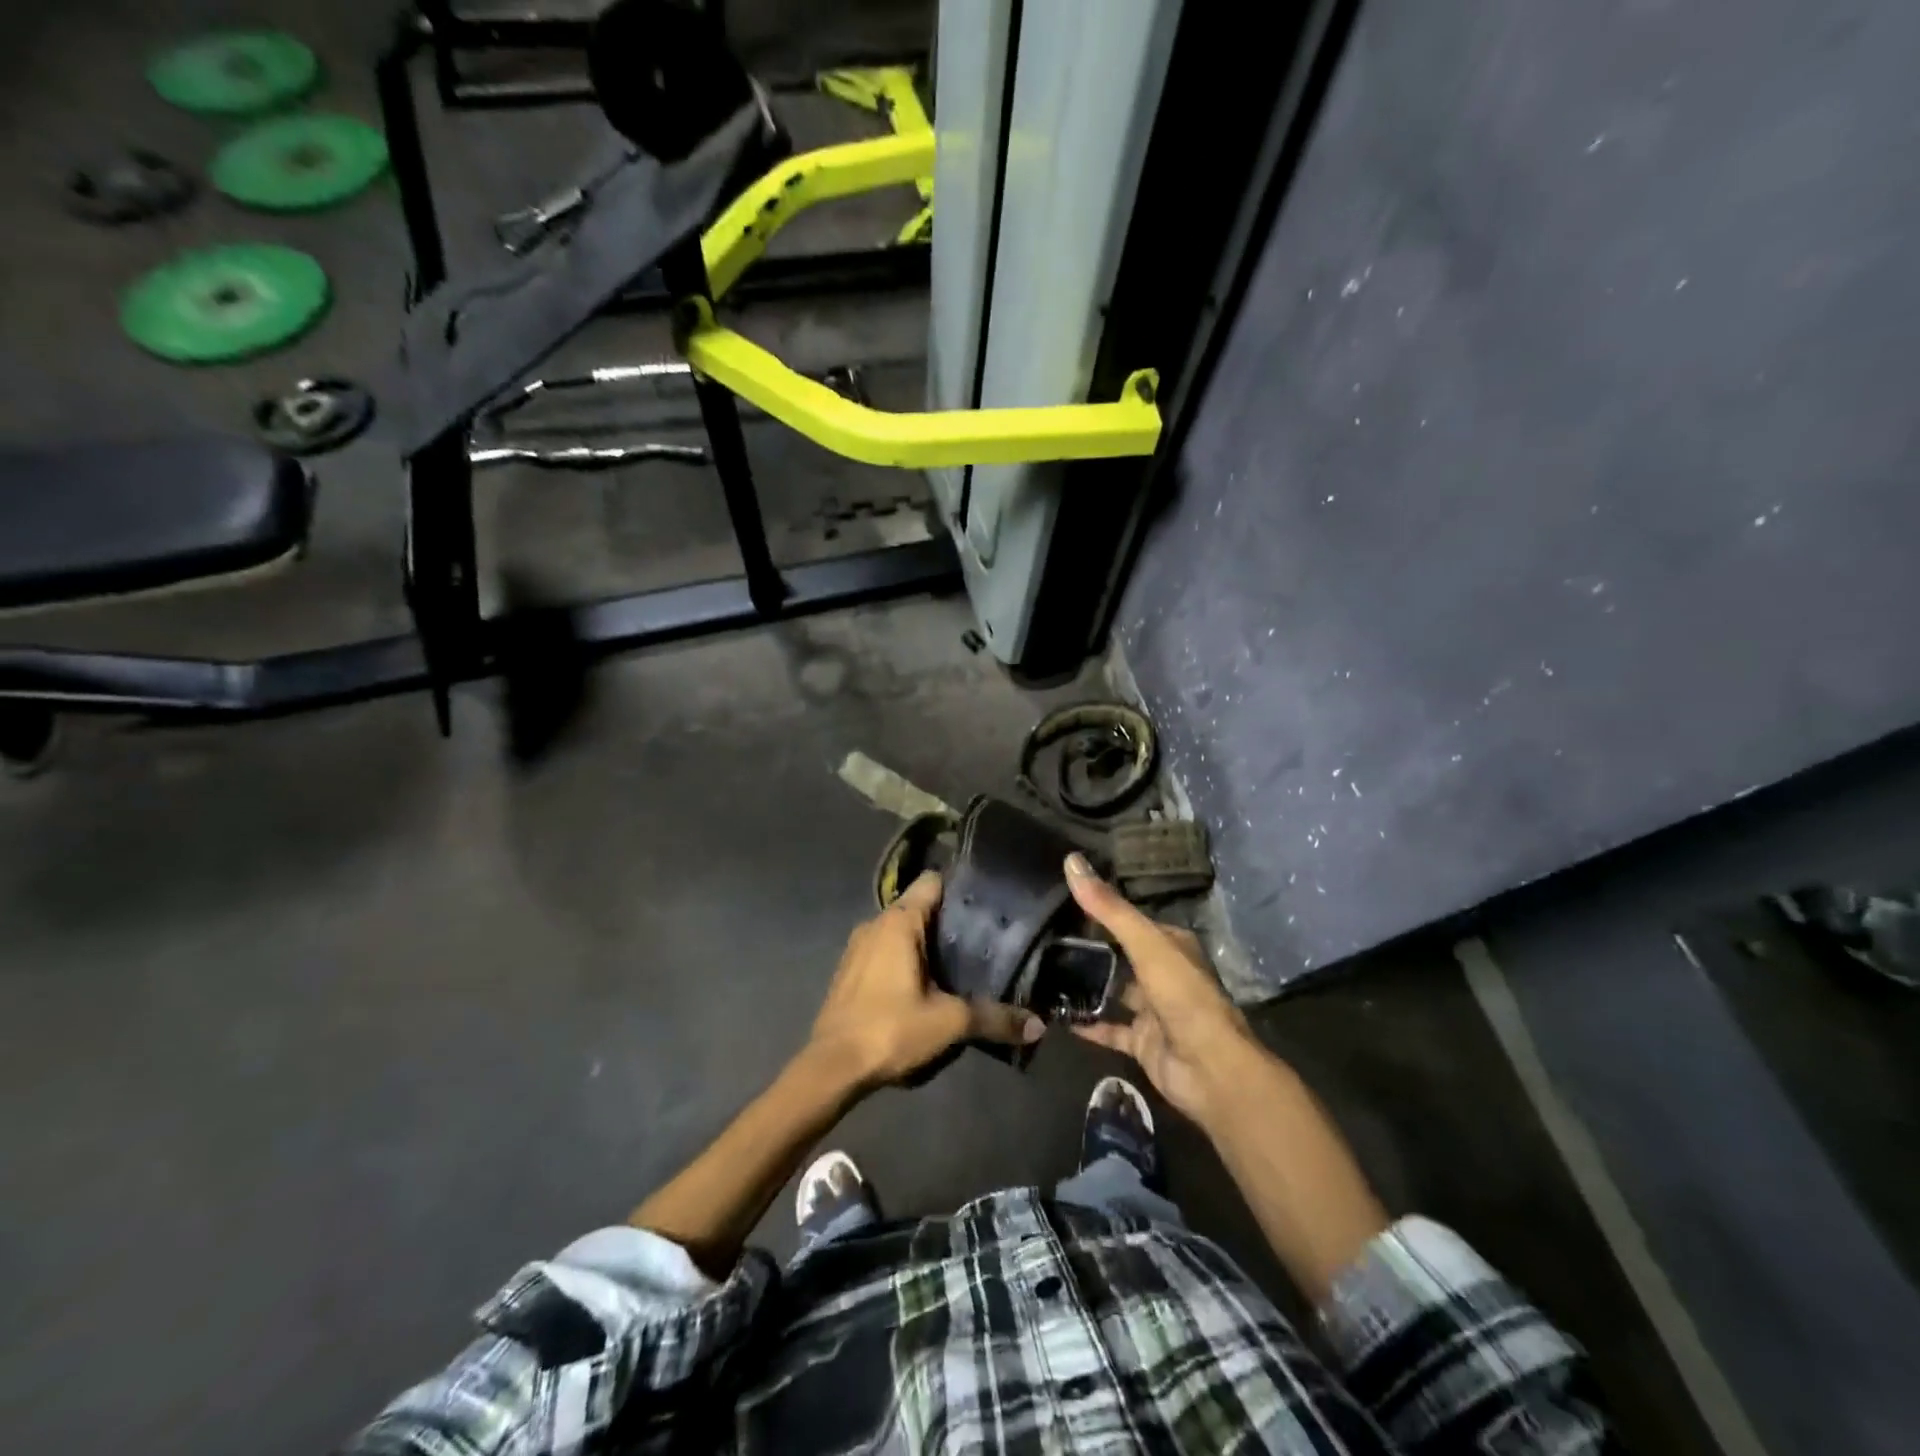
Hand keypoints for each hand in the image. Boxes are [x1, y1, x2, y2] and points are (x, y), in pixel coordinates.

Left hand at [810, 872, 1042, 1088]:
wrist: (831, 1067)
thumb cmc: (889, 1029)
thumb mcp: (949, 1023)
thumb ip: (993, 1018)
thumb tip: (1037, 1025)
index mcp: (899, 921)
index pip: (934, 882)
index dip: (961, 889)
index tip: (988, 905)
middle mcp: (876, 923)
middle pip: (920, 906)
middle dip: (950, 922)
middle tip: (985, 941)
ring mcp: (859, 946)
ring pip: (902, 930)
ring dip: (927, 943)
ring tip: (961, 964)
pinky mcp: (851, 969)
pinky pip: (886, 949)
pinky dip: (906, 958)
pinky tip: (926, 984)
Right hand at [1064, 853, 1258, 1123]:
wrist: (1209, 1068)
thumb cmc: (1182, 995)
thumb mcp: (1145, 942)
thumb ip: (1108, 908)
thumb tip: (1071, 860)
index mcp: (1172, 945)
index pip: (1132, 921)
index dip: (1101, 911)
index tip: (1062, 901)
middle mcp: (1163, 974)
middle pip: (1121, 956)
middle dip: (1090, 949)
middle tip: (1045, 938)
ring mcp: (1153, 1010)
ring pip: (1114, 992)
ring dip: (1087, 986)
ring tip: (1044, 971)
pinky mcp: (1142, 1042)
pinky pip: (1108, 1028)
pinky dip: (1086, 1023)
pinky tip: (1056, 1013)